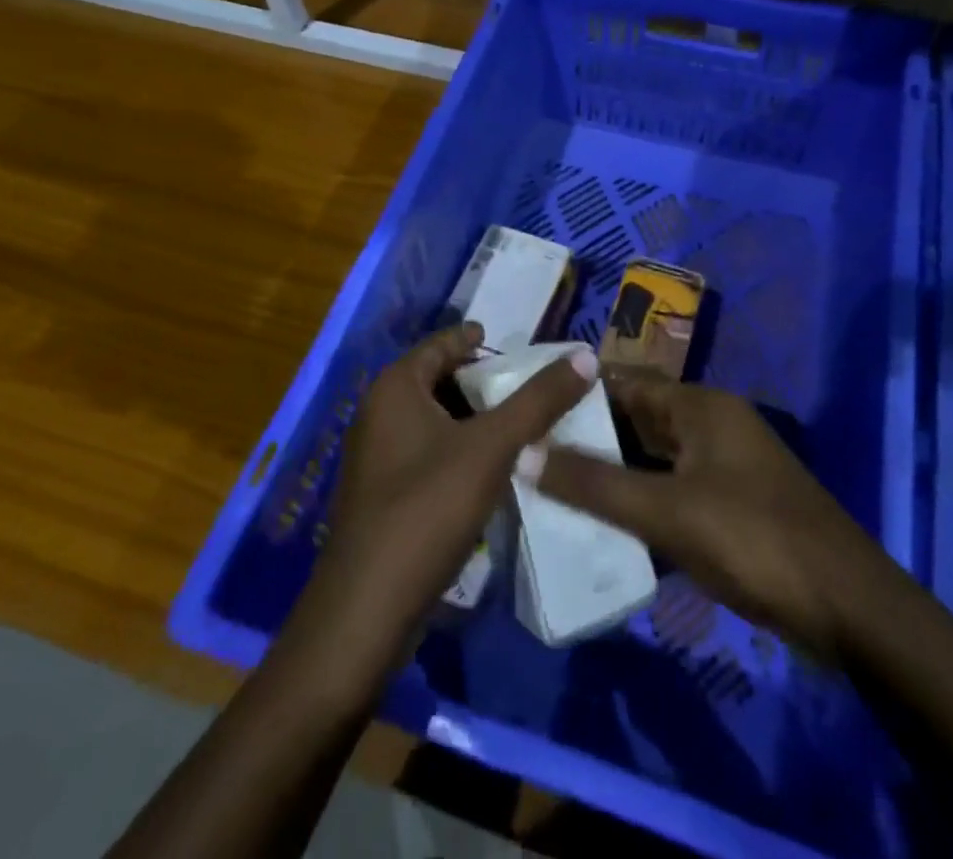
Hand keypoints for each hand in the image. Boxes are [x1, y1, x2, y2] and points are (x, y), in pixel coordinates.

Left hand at [296, 324, 595, 680]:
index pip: (443, 343)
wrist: (367, 611)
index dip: (480, 341)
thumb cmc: (427, 509)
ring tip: (525, 424)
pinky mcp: (385, 495)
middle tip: (533, 387)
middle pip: (441, 381)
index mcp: (395, 388)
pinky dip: (463, 451)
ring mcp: (379, 457)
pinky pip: (430, 453)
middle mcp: (379, 413)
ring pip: (437, 421)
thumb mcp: (492, 447)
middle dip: (485, 383)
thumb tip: (585, 355)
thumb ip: (539, 400)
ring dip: (477, 420)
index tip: (520, 345)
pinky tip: (496, 469)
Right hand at [534, 370, 882, 663]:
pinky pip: (672, 489)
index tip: (529, 407)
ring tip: (553, 486)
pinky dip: (640, 500)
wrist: (849, 609)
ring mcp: (725, 465)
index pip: (625, 383)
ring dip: (612, 471)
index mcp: (701, 406)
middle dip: (590, 435)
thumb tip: (522, 453)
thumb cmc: (753, 540)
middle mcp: (713, 424)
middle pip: (639, 419)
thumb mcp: (666, 511)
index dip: (578, 392)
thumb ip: (593, 484)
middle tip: (531, 451)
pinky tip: (605, 524)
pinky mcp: (733, 504)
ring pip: (654, 457)